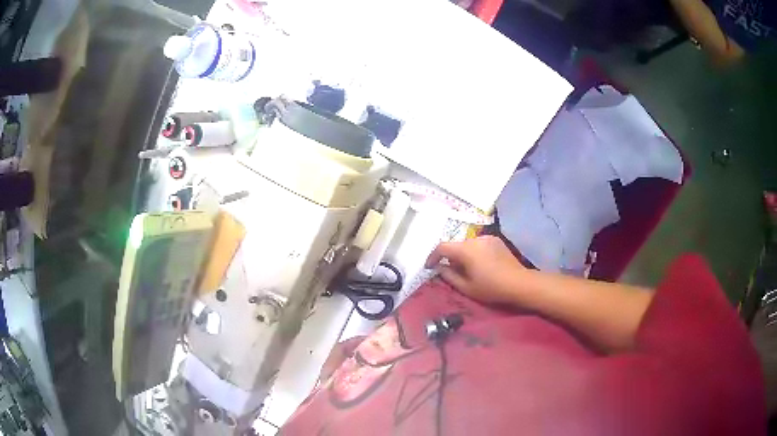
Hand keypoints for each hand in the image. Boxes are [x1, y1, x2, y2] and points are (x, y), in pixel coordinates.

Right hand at [425, 236, 526, 303]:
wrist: (519, 283)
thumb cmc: (491, 288)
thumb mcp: (466, 287)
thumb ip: (448, 276)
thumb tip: (439, 268)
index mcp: (466, 249)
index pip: (442, 247)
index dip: (433, 257)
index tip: (429, 267)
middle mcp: (475, 239)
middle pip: (455, 245)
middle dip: (450, 257)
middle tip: (450, 272)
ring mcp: (487, 238)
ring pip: (467, 244)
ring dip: (462, 254)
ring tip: (466, 269)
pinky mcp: (496, 240)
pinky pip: (478, 244)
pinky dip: (474, 252)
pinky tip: (480, 265)